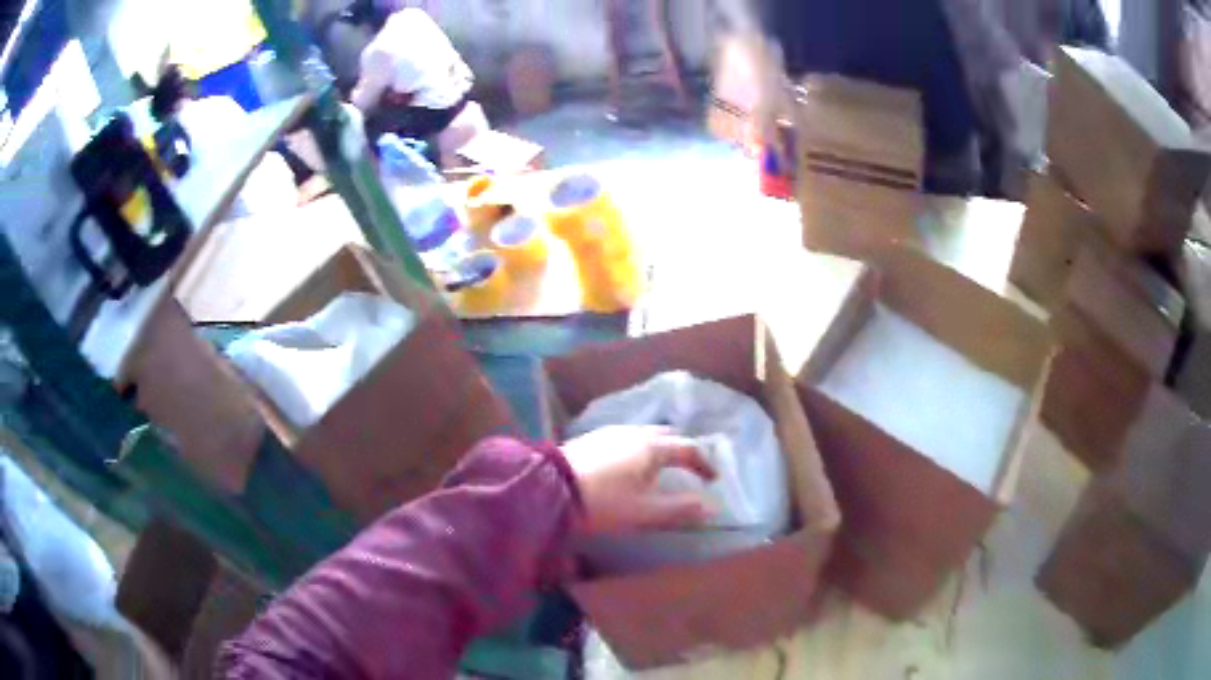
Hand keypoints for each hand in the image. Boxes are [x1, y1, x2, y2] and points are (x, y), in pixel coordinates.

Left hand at [560, 426, 715, 534]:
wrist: (549, 489)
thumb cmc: (603, 502)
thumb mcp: (645, 512)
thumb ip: (681, 509)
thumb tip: (714, 507)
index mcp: (652, 447)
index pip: (688, 448)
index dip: (704, 463)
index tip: (713, 479)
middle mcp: (634, 433)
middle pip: (666, 435)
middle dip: (681, 450)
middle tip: (688, 469)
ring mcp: (610, 432)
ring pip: (644, 434)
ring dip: (658, 448)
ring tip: (659, 468)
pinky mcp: (591, 438)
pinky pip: (625, 438)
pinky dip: (638, 448)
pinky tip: (628, 465)